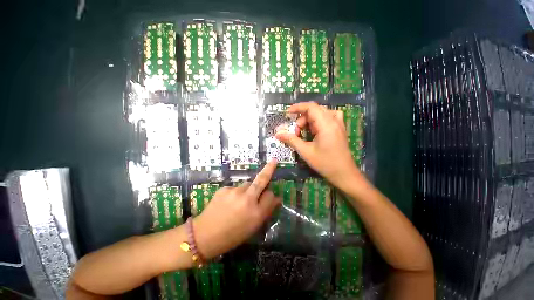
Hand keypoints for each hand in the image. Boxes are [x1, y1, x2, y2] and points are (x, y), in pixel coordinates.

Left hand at [193, 160, 280, 259]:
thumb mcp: (253, 228)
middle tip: (273, 161)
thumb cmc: (232, 237)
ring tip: (240, 201)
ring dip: (248, 189)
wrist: (207, 234)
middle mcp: (248, 200)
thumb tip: (274, 200)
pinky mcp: (223, 189)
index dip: (272, 197)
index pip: (271, 197)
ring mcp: (234, 192)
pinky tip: (228, 203)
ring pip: (247, 184)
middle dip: (269, 170)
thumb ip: (264, 213)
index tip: (271, 198)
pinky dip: (235, 194)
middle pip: (261, 181)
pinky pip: (234, 188)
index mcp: (257, 213)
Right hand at [275, 102, 359, 188]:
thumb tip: (278, 133)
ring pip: (322, 112)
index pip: (310, 107)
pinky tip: (319, 129)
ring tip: (306, 132)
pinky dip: (322, 119)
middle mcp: (333, 120)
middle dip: (302, 118)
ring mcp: (339, 123)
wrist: (344, 173)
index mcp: (326, 124)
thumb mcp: (306, 152)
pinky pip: (331, 116)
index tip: (287, 114)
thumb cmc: (326, 163)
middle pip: (315, 110)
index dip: (297, 108)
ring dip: (311, 119)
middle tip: (296, 132)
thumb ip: (292, 140)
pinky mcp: (341, 128)